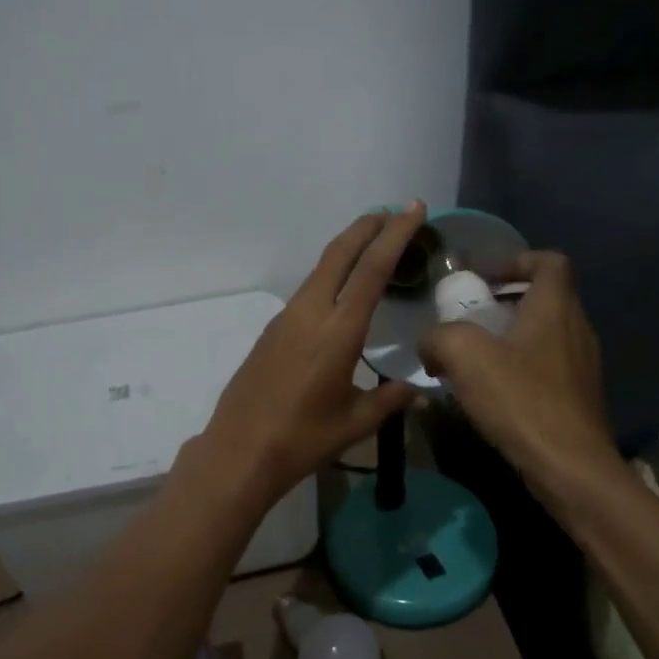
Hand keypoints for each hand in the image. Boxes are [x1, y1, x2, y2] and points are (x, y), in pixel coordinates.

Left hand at [199, 204, 426, 503]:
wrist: (240, 451)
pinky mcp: (272, 330)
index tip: (413, 208)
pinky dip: (332, 275)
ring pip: (321, 268)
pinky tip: (343, 292)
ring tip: (375, 246)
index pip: (372, 268)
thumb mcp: (355, 423)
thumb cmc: (302, 439)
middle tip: (395, 213)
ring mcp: (286, 318)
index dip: (395, 234)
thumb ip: (390, 400)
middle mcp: (310, 312)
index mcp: (338, 331)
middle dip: (368, 226)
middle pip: (340, 252)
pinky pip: (308, 289)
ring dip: (348, 248)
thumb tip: (419, 392)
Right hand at [419, 250, 620, 483]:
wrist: (569, 467)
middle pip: (544, 298)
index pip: (549, 262)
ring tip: (471, 358)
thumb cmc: (521, 400)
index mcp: (555, 307)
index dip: (516, 260)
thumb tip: (431, 344)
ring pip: (543, 335)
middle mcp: (576, 329)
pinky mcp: (577, 397)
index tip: (484, 277)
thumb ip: (440, 337)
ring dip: (508, 337)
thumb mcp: (465, 356)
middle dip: (504, 301)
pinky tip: (490, 393)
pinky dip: (518, 367)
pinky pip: (545, 367)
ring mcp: (581, 365)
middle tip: (468, 318)